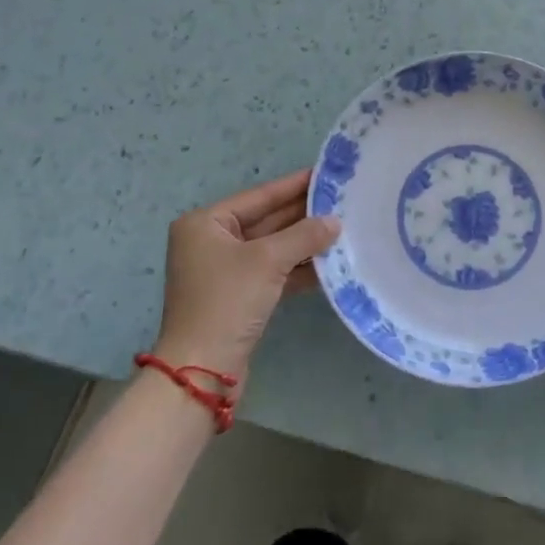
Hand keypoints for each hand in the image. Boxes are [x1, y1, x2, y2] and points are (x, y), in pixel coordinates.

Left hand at [153, 169, 339, 381]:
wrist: (201, 370)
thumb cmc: (227, 301)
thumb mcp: (268, 261)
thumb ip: (304, 235)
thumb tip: (335, 221)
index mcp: (206, 224)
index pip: (259, 196)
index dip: (293, 185)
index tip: (325, 174)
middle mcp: (212, 242)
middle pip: (266, 220)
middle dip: (303, 215)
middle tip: (342, 201)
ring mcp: (224, 271)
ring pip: (272, 248)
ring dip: (304, 243)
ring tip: (343, 229)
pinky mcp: (238, 297)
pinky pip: (273, 272)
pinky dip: (298, 268)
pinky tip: (329, 263)